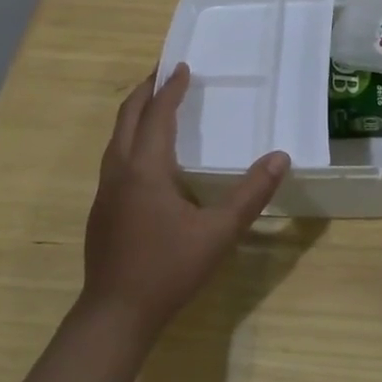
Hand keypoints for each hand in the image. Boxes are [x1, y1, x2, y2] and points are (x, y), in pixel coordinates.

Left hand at [81, 63, 290, 336]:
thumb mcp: (219, 233)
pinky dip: (129, 138)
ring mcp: (105, 190)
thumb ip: (251, 194)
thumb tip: (280, 157)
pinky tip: (144, 155)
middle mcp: (120, 170)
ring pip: (116, 137)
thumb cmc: (168, 269)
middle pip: (128, 117)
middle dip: (145, 90)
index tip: (182, 66)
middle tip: (163, 72)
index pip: (158, 114)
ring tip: (154, 104)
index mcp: (146, 168)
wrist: (114, 315)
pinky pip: (114, 157)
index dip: (171, 89)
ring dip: (134, 113)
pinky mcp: (101, 209)